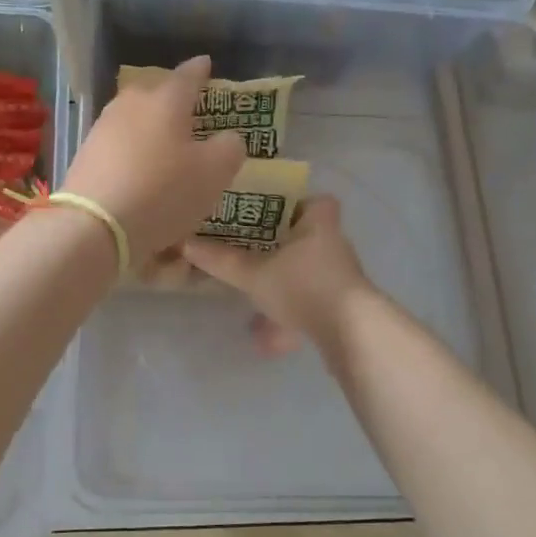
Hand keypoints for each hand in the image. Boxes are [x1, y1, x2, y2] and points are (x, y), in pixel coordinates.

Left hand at [62, 56, 246, 262]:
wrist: (94, 225)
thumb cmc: (163, 192)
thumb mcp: (214, 173)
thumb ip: (229, 148)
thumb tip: (228, 138)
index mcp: (166, 100)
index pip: (188, 75)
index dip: (200, 70)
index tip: (206, 63)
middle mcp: (132, 105)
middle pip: (155, 93)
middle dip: (172, 98)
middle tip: (188, 109)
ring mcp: (103, 128)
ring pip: (135, 119)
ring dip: (151, 128)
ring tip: (165, 144)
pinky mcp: (86, 155)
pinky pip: (119, 145)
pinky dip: (133, 153)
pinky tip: (140, 172)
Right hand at [182, 195, 372, 355]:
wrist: (350, 332)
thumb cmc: (303, 285)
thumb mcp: (254, 273)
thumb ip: (222, 260)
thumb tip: (185, 244)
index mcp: (319, 222)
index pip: (315, 199)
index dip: (295, 203)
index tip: (268, 211)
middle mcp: (334, 243)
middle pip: (308, 236)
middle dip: (282, 244)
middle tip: (250, 248)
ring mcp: (341, 276)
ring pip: (308, 271)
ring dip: (285, 280)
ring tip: (254, 290)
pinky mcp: (342, 305)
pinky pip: (311, 300)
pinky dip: (291, 311)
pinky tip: (269, 336)